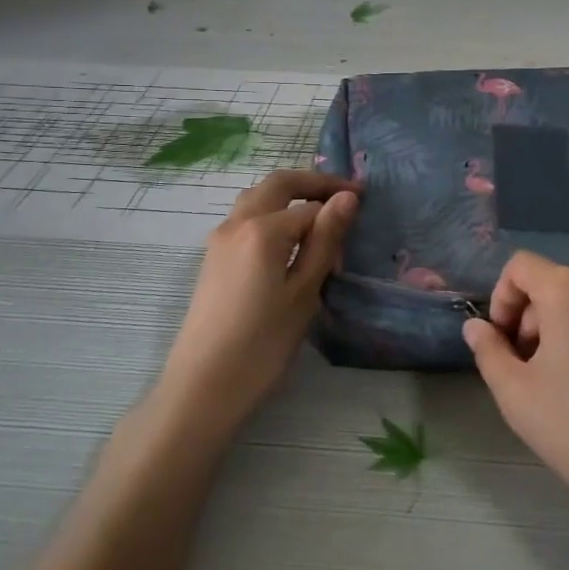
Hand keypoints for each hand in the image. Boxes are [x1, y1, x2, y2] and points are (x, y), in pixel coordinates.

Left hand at [156, 170, 359, 433]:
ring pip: (258, 198)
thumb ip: (325, 240)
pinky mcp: (213, 258)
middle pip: (278, 184)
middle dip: (313, 183)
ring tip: (320, 216)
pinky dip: (272, 214)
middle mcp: (237, 222)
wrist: (203, 386)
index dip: (339, 205)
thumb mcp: (304, 292)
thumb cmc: (262, 342)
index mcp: (263, 229)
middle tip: (345, 194)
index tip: (365, 210)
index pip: (311, 205)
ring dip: (290, 196)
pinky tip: (290, 242)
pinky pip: (246, 219)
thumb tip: (346, 198)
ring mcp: (220, 239)